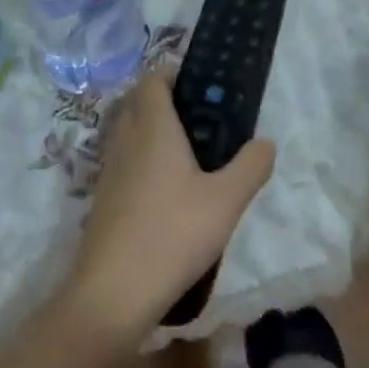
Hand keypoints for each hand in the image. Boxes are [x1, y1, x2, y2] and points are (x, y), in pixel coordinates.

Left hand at [67, 71, 274, 341]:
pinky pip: (125, 163)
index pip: (153, 80)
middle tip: (204, 120)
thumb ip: (251, 166)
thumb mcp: (226, 201)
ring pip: (130, 134)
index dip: (173, 74)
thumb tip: (265, 142)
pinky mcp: (103, 201)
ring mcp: (109, 171)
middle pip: (139, 103)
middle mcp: (126, 140)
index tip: (202, 85)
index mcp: (153, 128)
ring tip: (192, 157)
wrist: (112, 294)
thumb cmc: (172, 234)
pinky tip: (170, 194)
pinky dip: (144, 162)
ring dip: (154, 133)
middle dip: (167, 102)